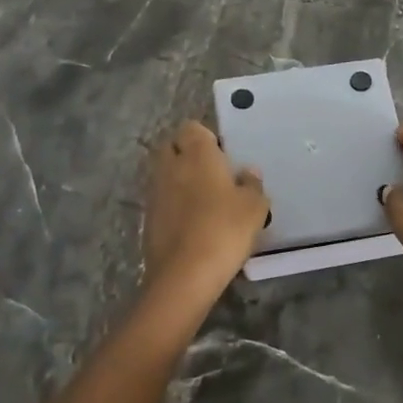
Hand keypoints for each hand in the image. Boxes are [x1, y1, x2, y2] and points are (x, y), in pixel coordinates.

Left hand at [142, 120, 268, 298]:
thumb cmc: (224, 229)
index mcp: (197, 154)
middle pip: (172, 147)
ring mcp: (155, 192)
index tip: (222, 155)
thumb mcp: (254, 207)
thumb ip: (252, 184)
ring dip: (179, 180)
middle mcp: (170, 166)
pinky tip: (192, 223)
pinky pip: (161, 200)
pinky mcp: (147, 219)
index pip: (192, 128)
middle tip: (213, 174)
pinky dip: (173, 205)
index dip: (206, 138)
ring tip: (204, 201)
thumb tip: (247, 173)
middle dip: (187, 154)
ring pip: (165, 174)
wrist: (184, 275)